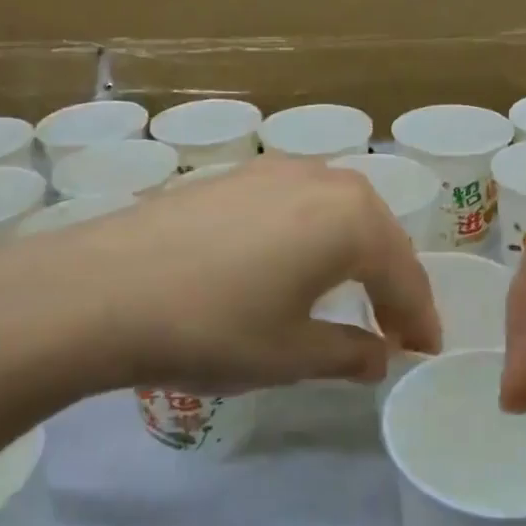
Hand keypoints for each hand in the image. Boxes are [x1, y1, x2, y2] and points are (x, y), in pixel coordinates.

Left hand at [0, 155, 439, 394]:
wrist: (102, 289)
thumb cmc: (214, 327)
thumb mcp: (291, 356)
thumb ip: (349, 354)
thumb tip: (379, 356)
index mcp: (352, 219)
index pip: (405, 275)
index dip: (419, 319)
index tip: (424, 351)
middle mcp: (321, 179)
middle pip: (377, 233)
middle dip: (391, 281)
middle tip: (393, 327)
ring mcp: (272, 170)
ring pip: (336, 212)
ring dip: (353, 253)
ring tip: (349, 293)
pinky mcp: (232, 175)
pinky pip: (295, 204)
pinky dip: (311, 235)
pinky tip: (292, 263)